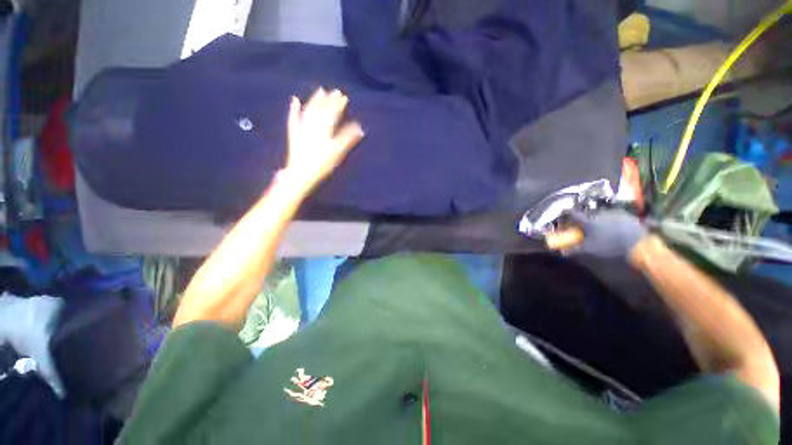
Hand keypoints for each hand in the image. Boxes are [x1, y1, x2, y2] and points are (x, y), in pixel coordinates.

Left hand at [282, 87, 364, 194]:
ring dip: (314, 100)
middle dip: (329, 100)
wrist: (301, 173)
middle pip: (321, 109)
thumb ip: (348, 139)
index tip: (344, 96)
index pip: (332, 113)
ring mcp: (302, 128)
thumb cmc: (322, 164)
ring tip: (320, 91)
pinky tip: (295, 100)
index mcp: (324, 129)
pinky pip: (294, 118)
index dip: (338, 104)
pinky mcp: (294, 133)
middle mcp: (313, 125)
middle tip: (335, 91)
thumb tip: (359, 128)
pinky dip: (294, 109)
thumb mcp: (337, 152)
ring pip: (309, 110)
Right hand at [567, 209, 647, 257]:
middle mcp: (599, 213)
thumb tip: (561, 251)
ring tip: (601, 231)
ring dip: (597, 221)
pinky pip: (613, 217)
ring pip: (600, 216)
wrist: (640, 246)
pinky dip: (610, 222)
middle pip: (585, 215)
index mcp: (587, 221)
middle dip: (582, 221)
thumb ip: (573, 250)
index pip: (571, 213)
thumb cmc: (611, 248)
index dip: (565, 214)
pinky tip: (614, 230)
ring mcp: (613, 213)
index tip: (562, 218)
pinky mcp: (626, 215)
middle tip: (583, 230)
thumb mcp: (589, 251)